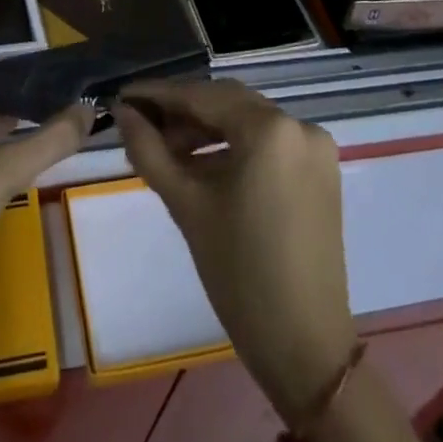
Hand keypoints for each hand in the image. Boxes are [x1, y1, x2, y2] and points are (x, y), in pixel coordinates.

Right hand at [116, 79, 356, 411]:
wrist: (305, 346)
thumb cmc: (239, 274)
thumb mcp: (186, 205)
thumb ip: (149, 150)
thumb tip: (122, 112)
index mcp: (269, 128)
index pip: (202, 96)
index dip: (158, 94)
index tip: (122, 96)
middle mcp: (298, 124)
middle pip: (227, 102)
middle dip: (182, 111)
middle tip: (140, 124)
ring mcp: (314, 146)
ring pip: (247, 120)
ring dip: (206, 129)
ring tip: (166, 149)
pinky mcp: (321, 170)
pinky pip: (268, 141)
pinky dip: (234, 146)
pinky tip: (202, 164)